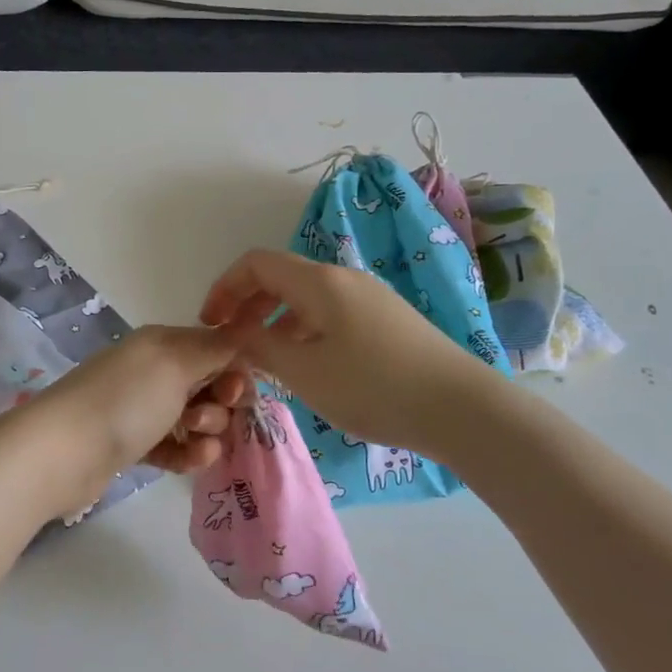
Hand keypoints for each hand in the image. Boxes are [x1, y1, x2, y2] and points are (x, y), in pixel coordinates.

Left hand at [35, 325, 252, 478]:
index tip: (237, 393)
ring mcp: (141, 409)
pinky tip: (192, 461)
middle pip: (208, 385)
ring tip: (194, 442)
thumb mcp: (175, 362)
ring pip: (195, 418)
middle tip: (205, 418)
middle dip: (221, 403)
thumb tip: (246, 323)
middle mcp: (153, 371)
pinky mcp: (134, 444)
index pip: (214, 349)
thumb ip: (215, 347)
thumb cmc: (126, 400)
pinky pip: (175, 446)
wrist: (64, 451)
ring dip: (207, 431)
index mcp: (162, 343)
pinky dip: (188, 453)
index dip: (234, 370)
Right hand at [199, 249, 482, 454]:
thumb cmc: (373, 387)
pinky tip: (307, 368)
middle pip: (280, 278)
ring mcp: (369, 298)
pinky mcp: (387, 321)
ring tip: (265, 363)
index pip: (256, 263)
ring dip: (275, 323)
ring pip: (306, 299)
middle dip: (247, 306)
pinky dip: (304, 332)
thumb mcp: (304, 371)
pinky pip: (330, 315)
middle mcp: (343, 279)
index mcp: (319, 282)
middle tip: (232, 345)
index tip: (210, 325)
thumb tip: (233, 333)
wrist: (461, 408)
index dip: (224, 288)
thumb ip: (259, 347)